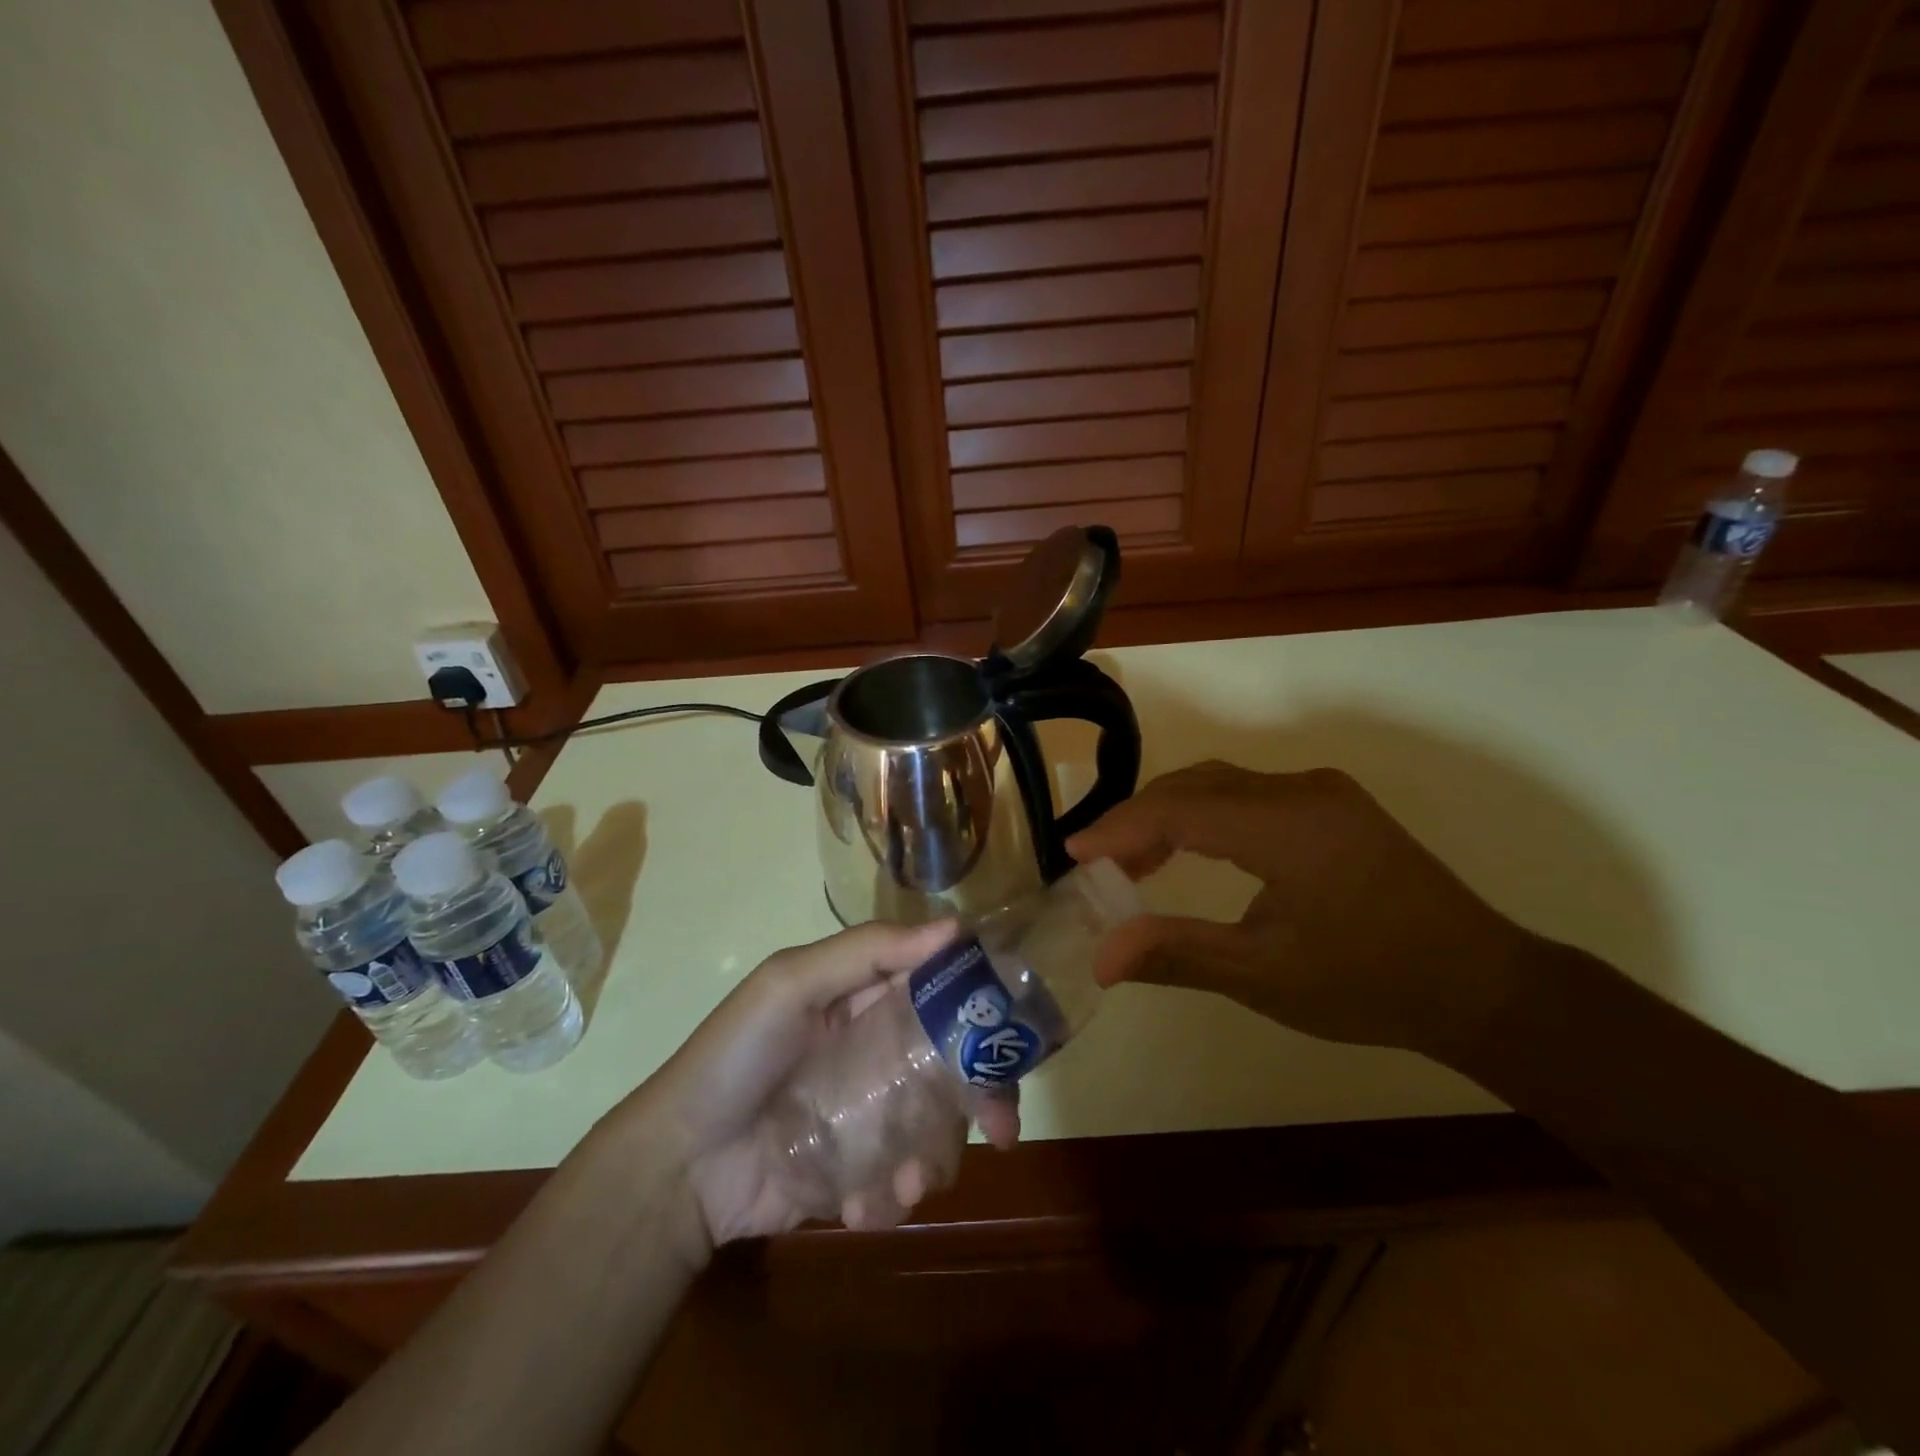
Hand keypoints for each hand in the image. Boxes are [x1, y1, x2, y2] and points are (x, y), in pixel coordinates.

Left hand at [624, 922, 1018, 1247]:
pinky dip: (890, 1197)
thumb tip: (954, 927)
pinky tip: (860, 1207)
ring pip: (937, 1127)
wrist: (679, 1166)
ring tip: (903, 1185)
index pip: (940, 989)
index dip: (982, 1006)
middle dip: (984, 1096)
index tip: (1013, 1033)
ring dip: (934, 1158)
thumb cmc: (735, 1057)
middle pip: (954, 1063)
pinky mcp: (859, 1170)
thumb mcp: (790, 985)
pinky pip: (899, 1181)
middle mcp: (878, 1051)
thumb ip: (867, 951)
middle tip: (1001, 1128)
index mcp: (867, 998)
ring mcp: (871, 1114)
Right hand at [1066, 761, 1534, 1056]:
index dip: (1119, 827)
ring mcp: (1321, 791)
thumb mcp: (1264, 975)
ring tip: (1135, 862)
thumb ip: (1176, 953)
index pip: (1179, 809)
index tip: (1073, 853)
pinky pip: (1249, 794)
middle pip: (1195, 785)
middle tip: (1099, 863)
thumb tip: (1100, 958)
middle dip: (1139, 819)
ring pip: (1220, 784)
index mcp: (1286, 825)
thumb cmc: (1370, 984)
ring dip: (1171, 814)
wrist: (1481, 985)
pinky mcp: (1332, 804)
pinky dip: (1206, 816)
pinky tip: (1191, 850)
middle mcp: (1301, 789)